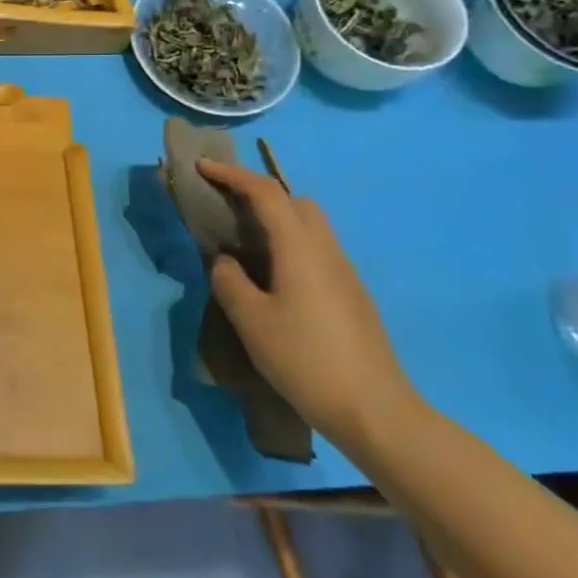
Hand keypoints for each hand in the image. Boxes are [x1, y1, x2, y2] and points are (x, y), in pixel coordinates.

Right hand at [196, 159, 417, 446]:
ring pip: (310, 226)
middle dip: (258, 194)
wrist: (375, 410)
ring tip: (244, 244)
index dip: (231, 174)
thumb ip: (229, 280)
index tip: (202, 167)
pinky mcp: (352, 294)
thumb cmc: (305, 359)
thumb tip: (225, 260)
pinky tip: (273, 278)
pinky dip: (289, 245)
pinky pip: (316, 250)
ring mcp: (345, 272)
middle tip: (225, 207)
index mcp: (299, 247)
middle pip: (295, 202)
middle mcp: (326, 249)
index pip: (265, 192)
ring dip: (276, 220)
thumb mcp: (251, 320)